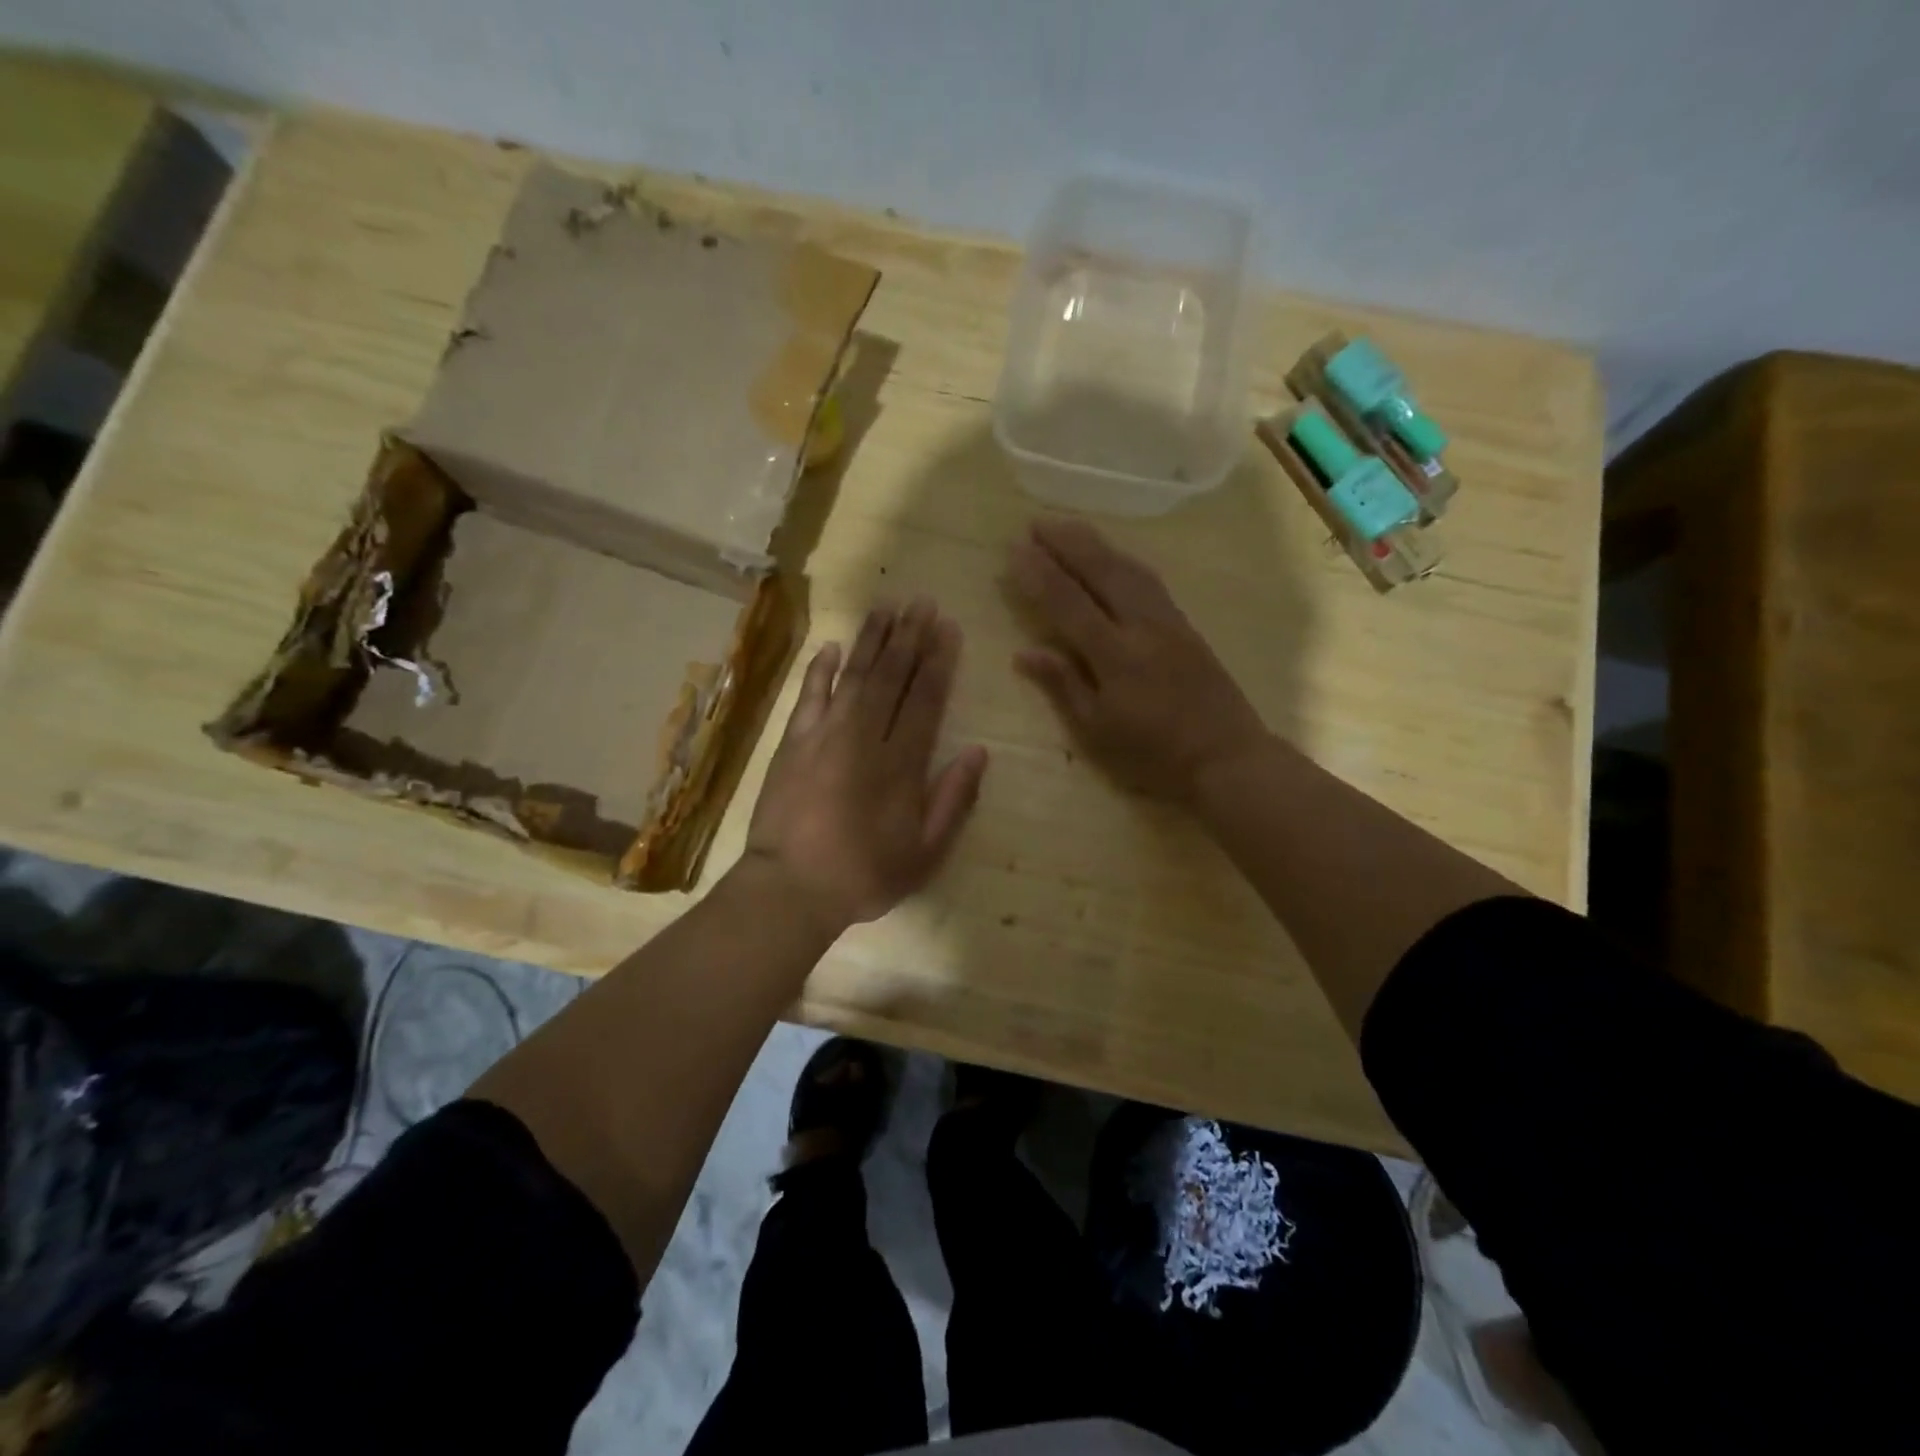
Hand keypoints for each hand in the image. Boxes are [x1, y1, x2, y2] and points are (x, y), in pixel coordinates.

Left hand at [742, 599, 989, 932]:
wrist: (790, 888)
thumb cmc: (865, 874)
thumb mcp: (925, 852)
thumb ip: (953, 799)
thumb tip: (978, 751)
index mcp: (901, 763)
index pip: (925, 699)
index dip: (939, 661)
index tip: (948, 628)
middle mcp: (865, 737)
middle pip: (891, 677)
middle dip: (909, 636)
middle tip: (922, 602)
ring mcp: (825, 735)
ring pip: (855, 676)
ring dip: (872, 639)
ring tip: (886, 607)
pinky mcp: (793, 742)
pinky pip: (809, 695)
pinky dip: (821, 669)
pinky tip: (833, 646)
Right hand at [1008, 519, 1267, 801]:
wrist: (1227, 757)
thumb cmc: (1154, 755)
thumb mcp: (1098, 731)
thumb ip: (1063, 685)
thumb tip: (1025, 652)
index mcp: (1115, 656)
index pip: (1068, 603)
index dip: (1040, 575)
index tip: (1016, 549)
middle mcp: (1142, 626)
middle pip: (1102, 571)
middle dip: (1067, 544)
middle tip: (1037, 522)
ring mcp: (1169, 622)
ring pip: (1129, 569)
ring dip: (1096, 544)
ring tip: (1069, 527)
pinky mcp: (1186, 625)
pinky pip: (1149, 580)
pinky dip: (1123, 560)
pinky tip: (1113, 557)